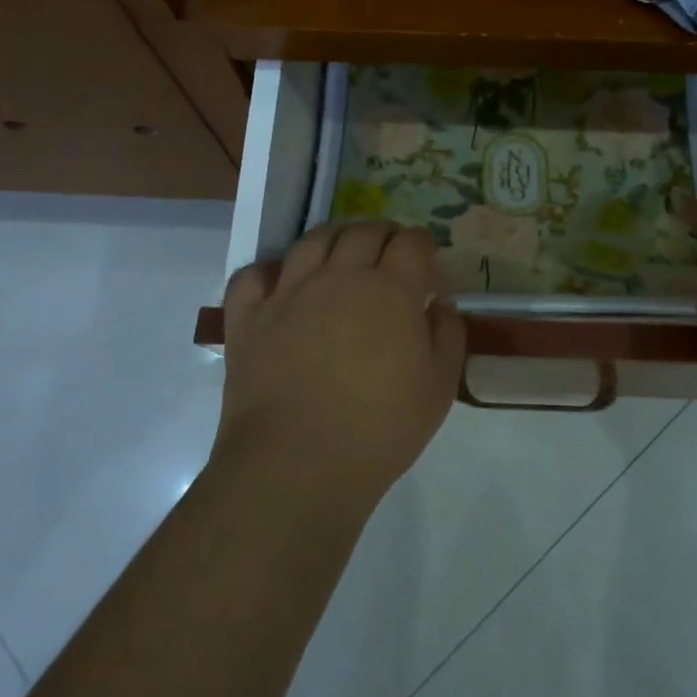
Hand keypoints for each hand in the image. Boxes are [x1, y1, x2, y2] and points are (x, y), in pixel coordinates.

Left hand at [216, 222, 466, 518]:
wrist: (297, 464)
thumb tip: (439, 305)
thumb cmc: (380, 429)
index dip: (423, 244)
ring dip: (335, 238)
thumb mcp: (439, 388)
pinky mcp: (248, 318)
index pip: (411, 243)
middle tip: (390, 253)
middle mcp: (338, 277)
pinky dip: (269, 271)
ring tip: (342, 253)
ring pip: (312, 241)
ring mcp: (288, 293)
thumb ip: (448, 336)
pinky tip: (280, 283)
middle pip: (363, 232)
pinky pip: (253, 276)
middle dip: (383, 234)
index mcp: (390, 290)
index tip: (427, 258)